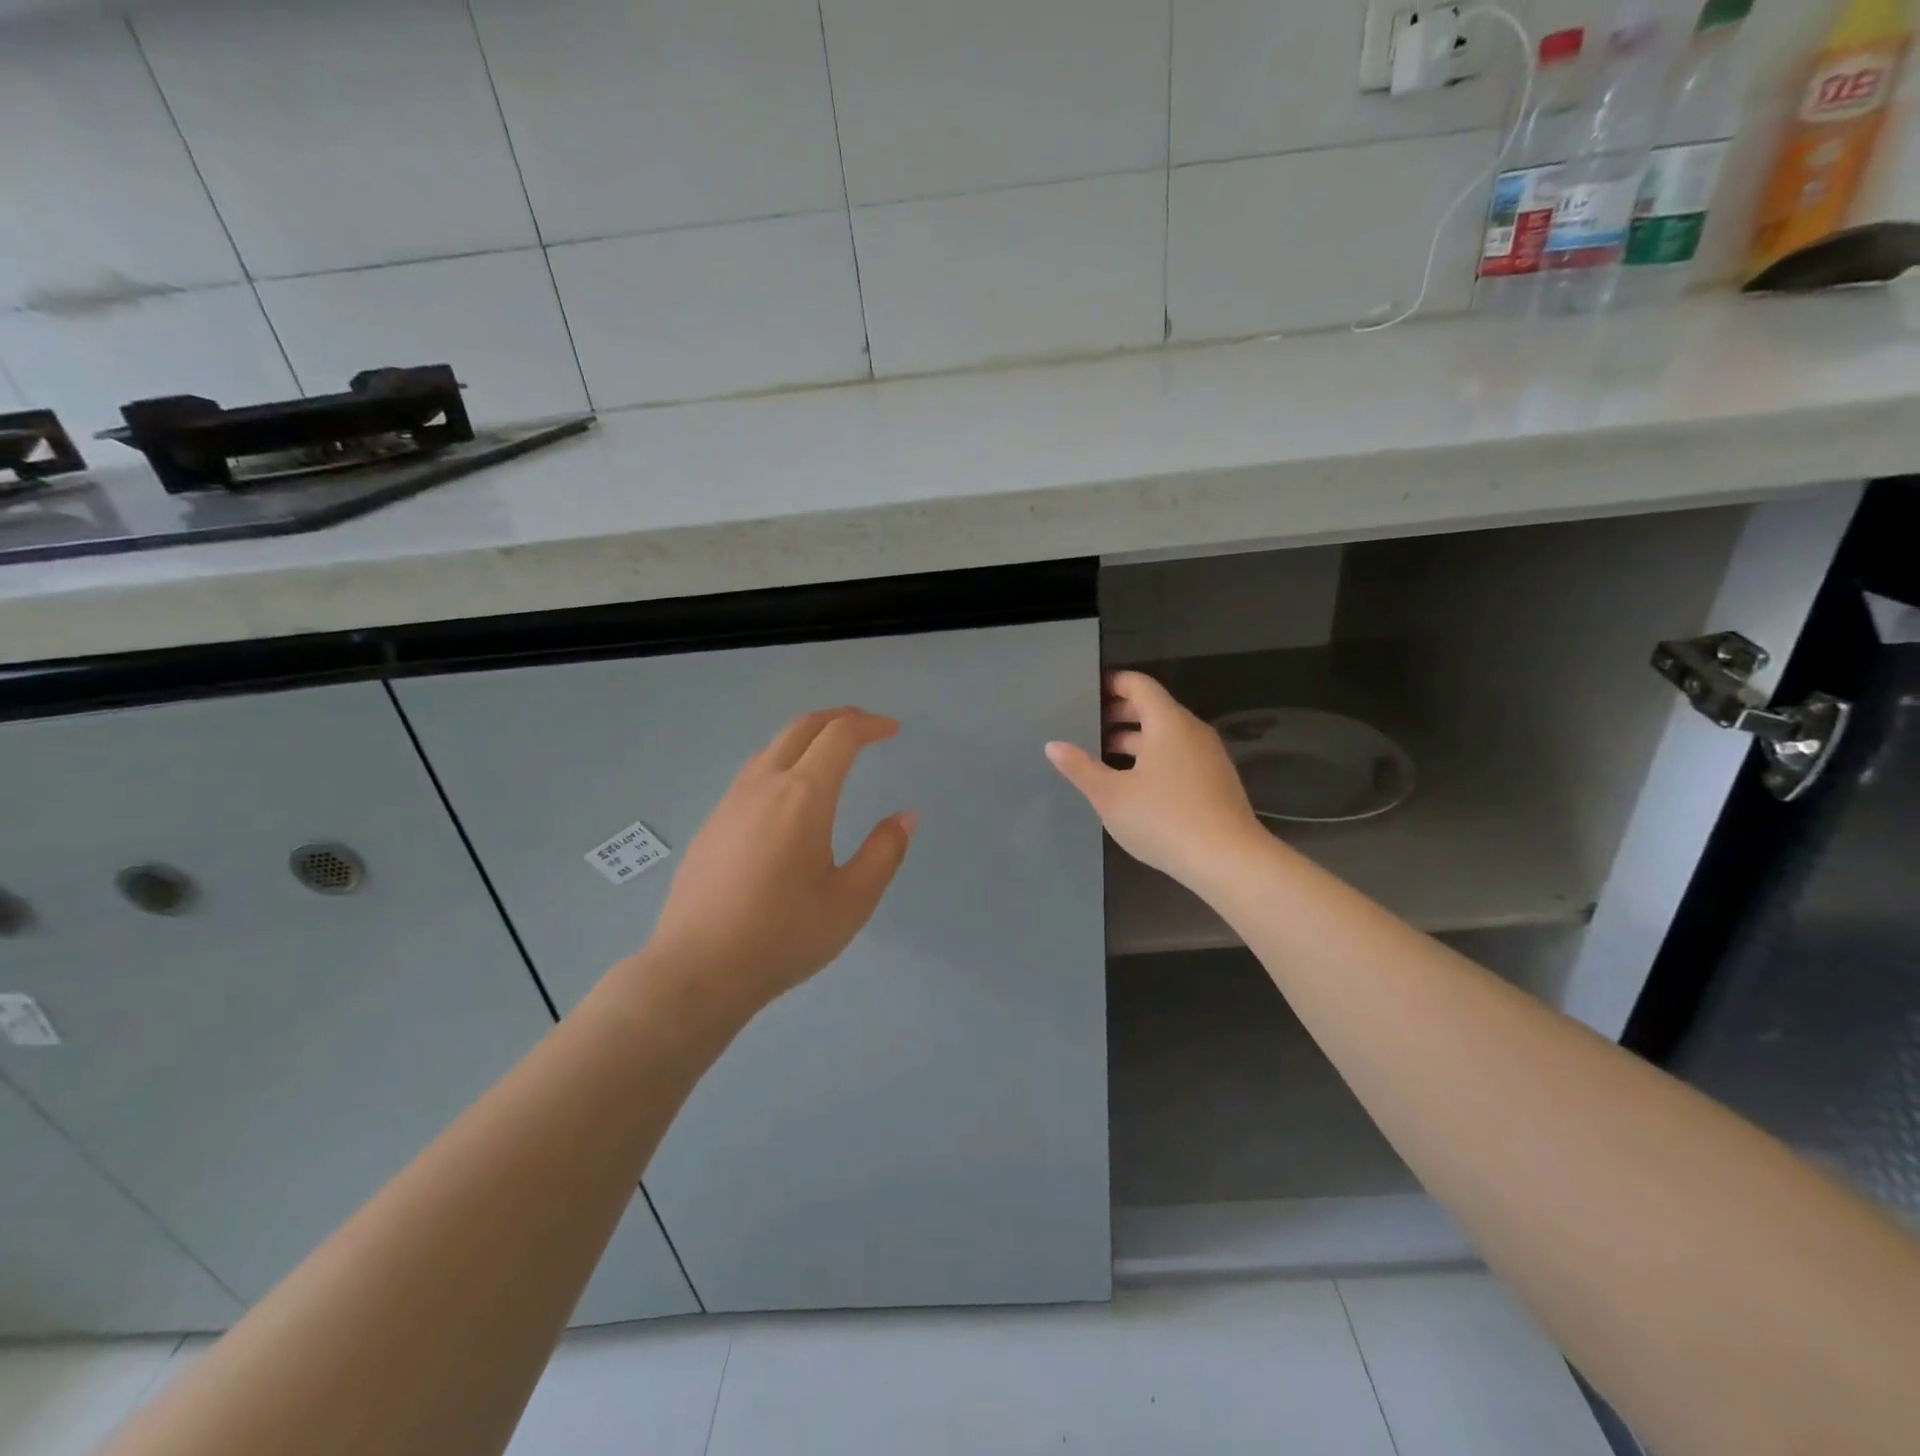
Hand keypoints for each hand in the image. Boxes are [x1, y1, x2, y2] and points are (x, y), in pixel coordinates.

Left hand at [637, 708, 914, 1022]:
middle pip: (802, 728)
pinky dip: (782, 763)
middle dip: (838, 718)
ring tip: (831, 756)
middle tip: (866, 727)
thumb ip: (884, 853)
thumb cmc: (783, 936)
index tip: (892, 730)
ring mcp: (730, 802)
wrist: (697, 970)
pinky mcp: (711, 824)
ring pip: (772, 748)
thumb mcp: (851, 901)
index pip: (840, 736)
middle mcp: (764, 785)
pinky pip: (752, 774)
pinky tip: (788, 798)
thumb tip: (904, 817)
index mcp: (803, 796)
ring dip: (807, 739)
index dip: (869, 725)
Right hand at [1046, 671, 1262, 884]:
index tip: (1087, 694)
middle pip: (1153, 708)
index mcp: (1168, 722)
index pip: (1138, 685)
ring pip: (1167, 735)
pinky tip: (1134, 785)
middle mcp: (1192, 731)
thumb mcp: (1110, 795)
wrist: (1227, 861)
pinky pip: (1179, 756)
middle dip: (1119, 714)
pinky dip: (1154, 758)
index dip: (1112, 684)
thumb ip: (1080, 767)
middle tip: (1087, 726)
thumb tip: (1053, 745)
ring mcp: (1209, 757)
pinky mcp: (1216, 782)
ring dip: (1135, 741)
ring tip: (1103, 757)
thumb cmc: (1163, 818)